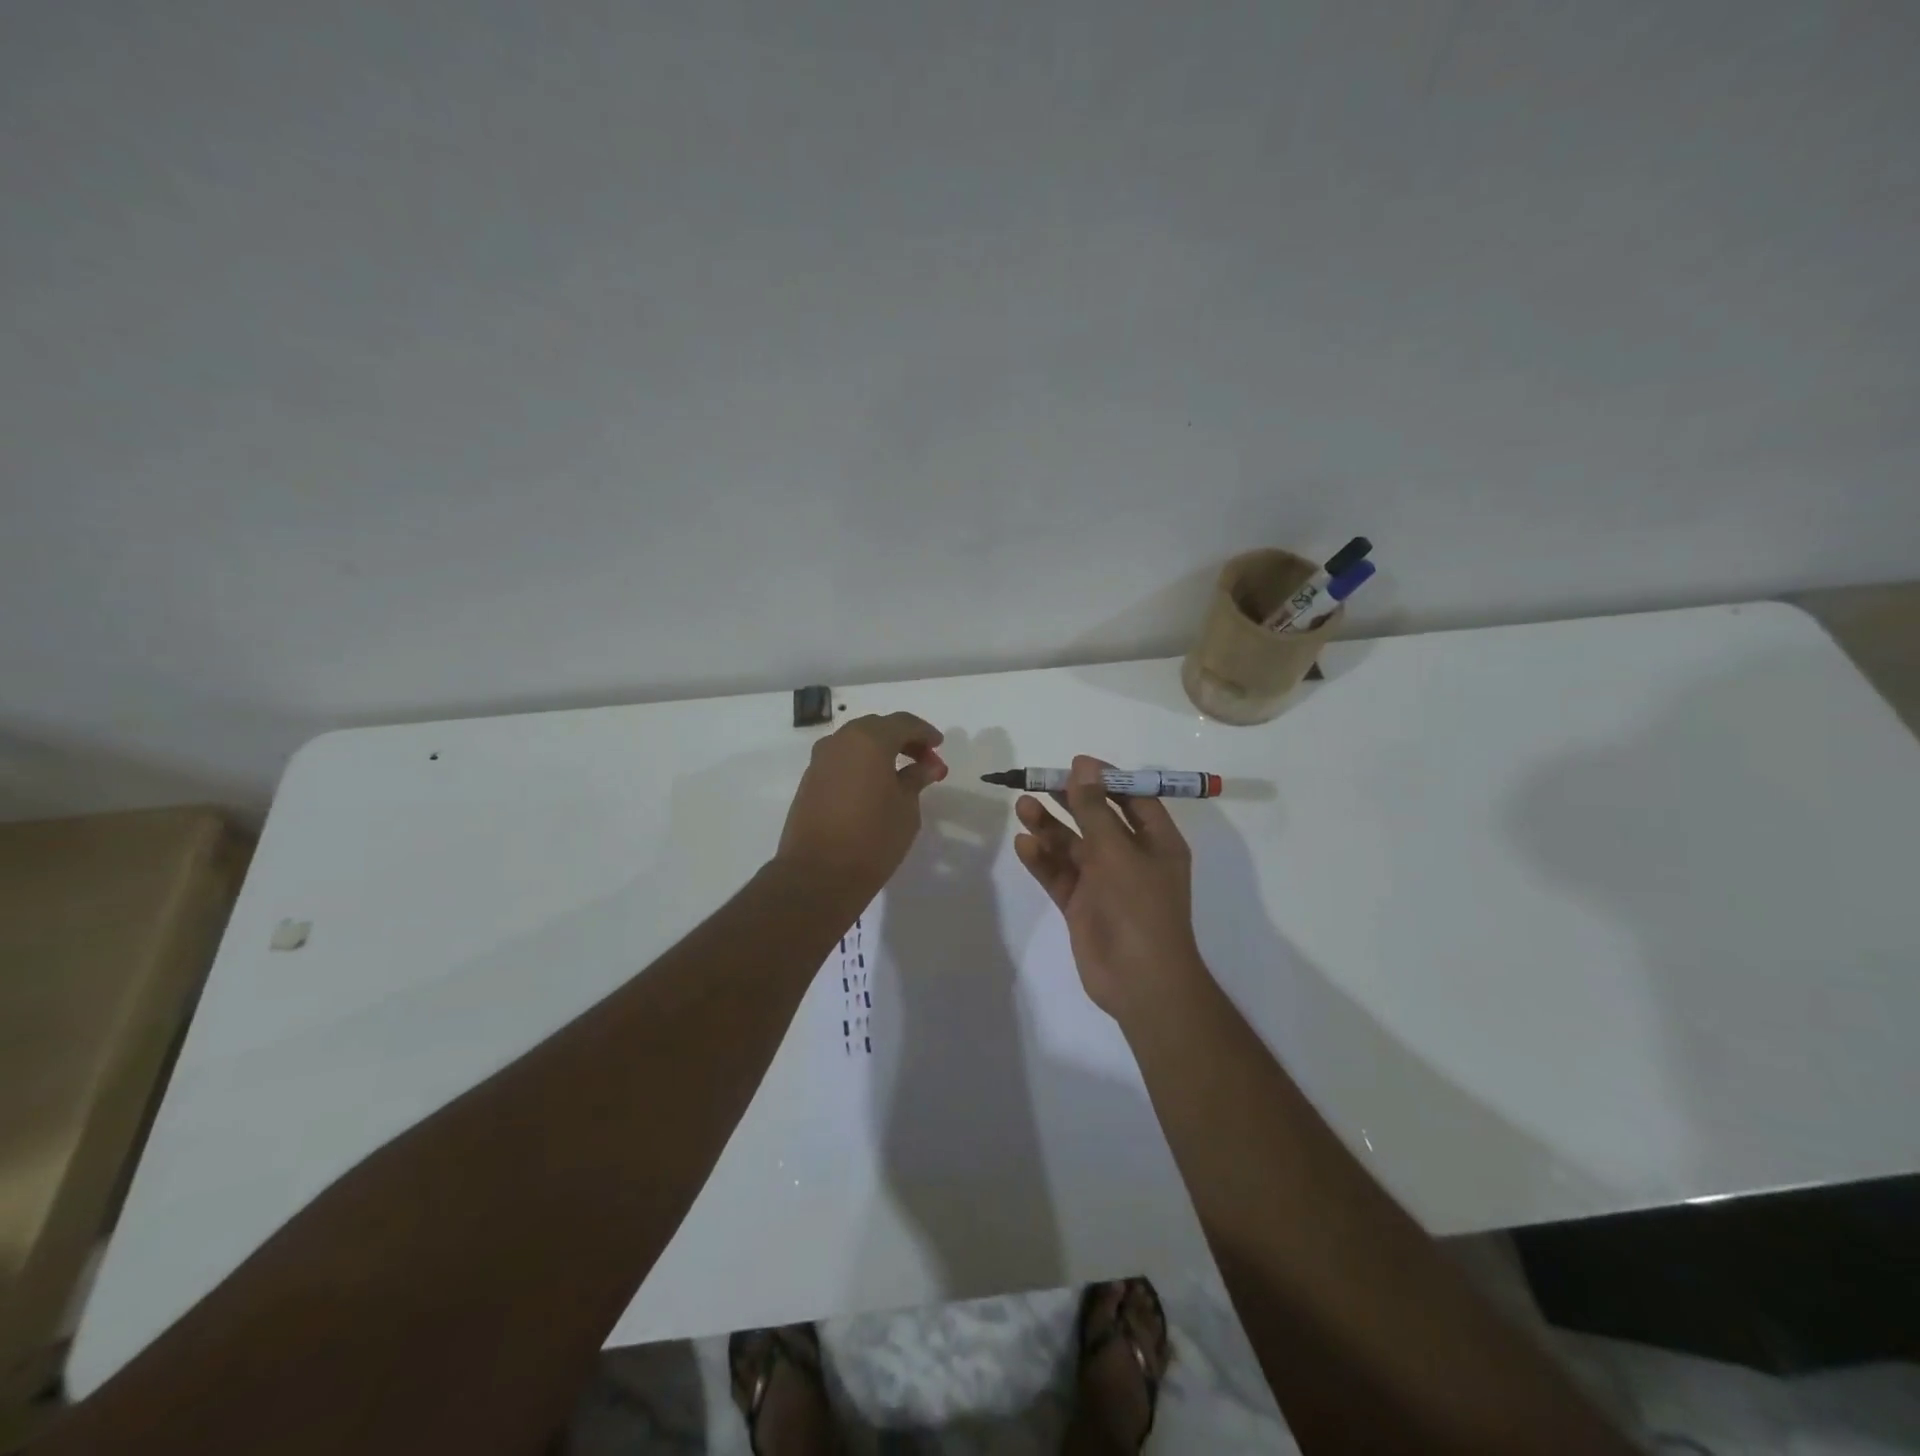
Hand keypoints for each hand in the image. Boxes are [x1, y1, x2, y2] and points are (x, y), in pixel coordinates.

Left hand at [775, 712, 947, 903]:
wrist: (817, 875)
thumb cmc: (872, 838)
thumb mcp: (906, 808)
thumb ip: (916, 779)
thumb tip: (926, 766)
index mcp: (869, 740)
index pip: (903, 723)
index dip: (925, 733)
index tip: (939, 746)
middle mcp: (840, 741)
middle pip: (877, 728)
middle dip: (903, 739)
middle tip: (924, 760)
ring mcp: (820, 760)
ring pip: (856, 742)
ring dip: (880, 751)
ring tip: (901, 774)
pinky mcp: (809, 780)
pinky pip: (842, 760)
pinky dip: (861, 764)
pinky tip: (875, 785)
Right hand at [1013, 755, 1205, 1020]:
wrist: (1139, 981)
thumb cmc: (1139, 908)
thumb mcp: (1118, 852)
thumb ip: (1095, 810)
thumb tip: (1083, 767)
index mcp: (1156, 842)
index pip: (1133, 799)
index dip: (1106, 779)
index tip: (1075, 764)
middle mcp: (1130, 858)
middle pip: (1096, 818)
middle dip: (1068, 799)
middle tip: (1037, 781)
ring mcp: (1104, 882)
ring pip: (1072, 846)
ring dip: (1049, 827)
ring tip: (1022, 808)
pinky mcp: (1081, 904)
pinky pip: (1059, 874)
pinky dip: (1043, 860)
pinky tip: (1024, 845)